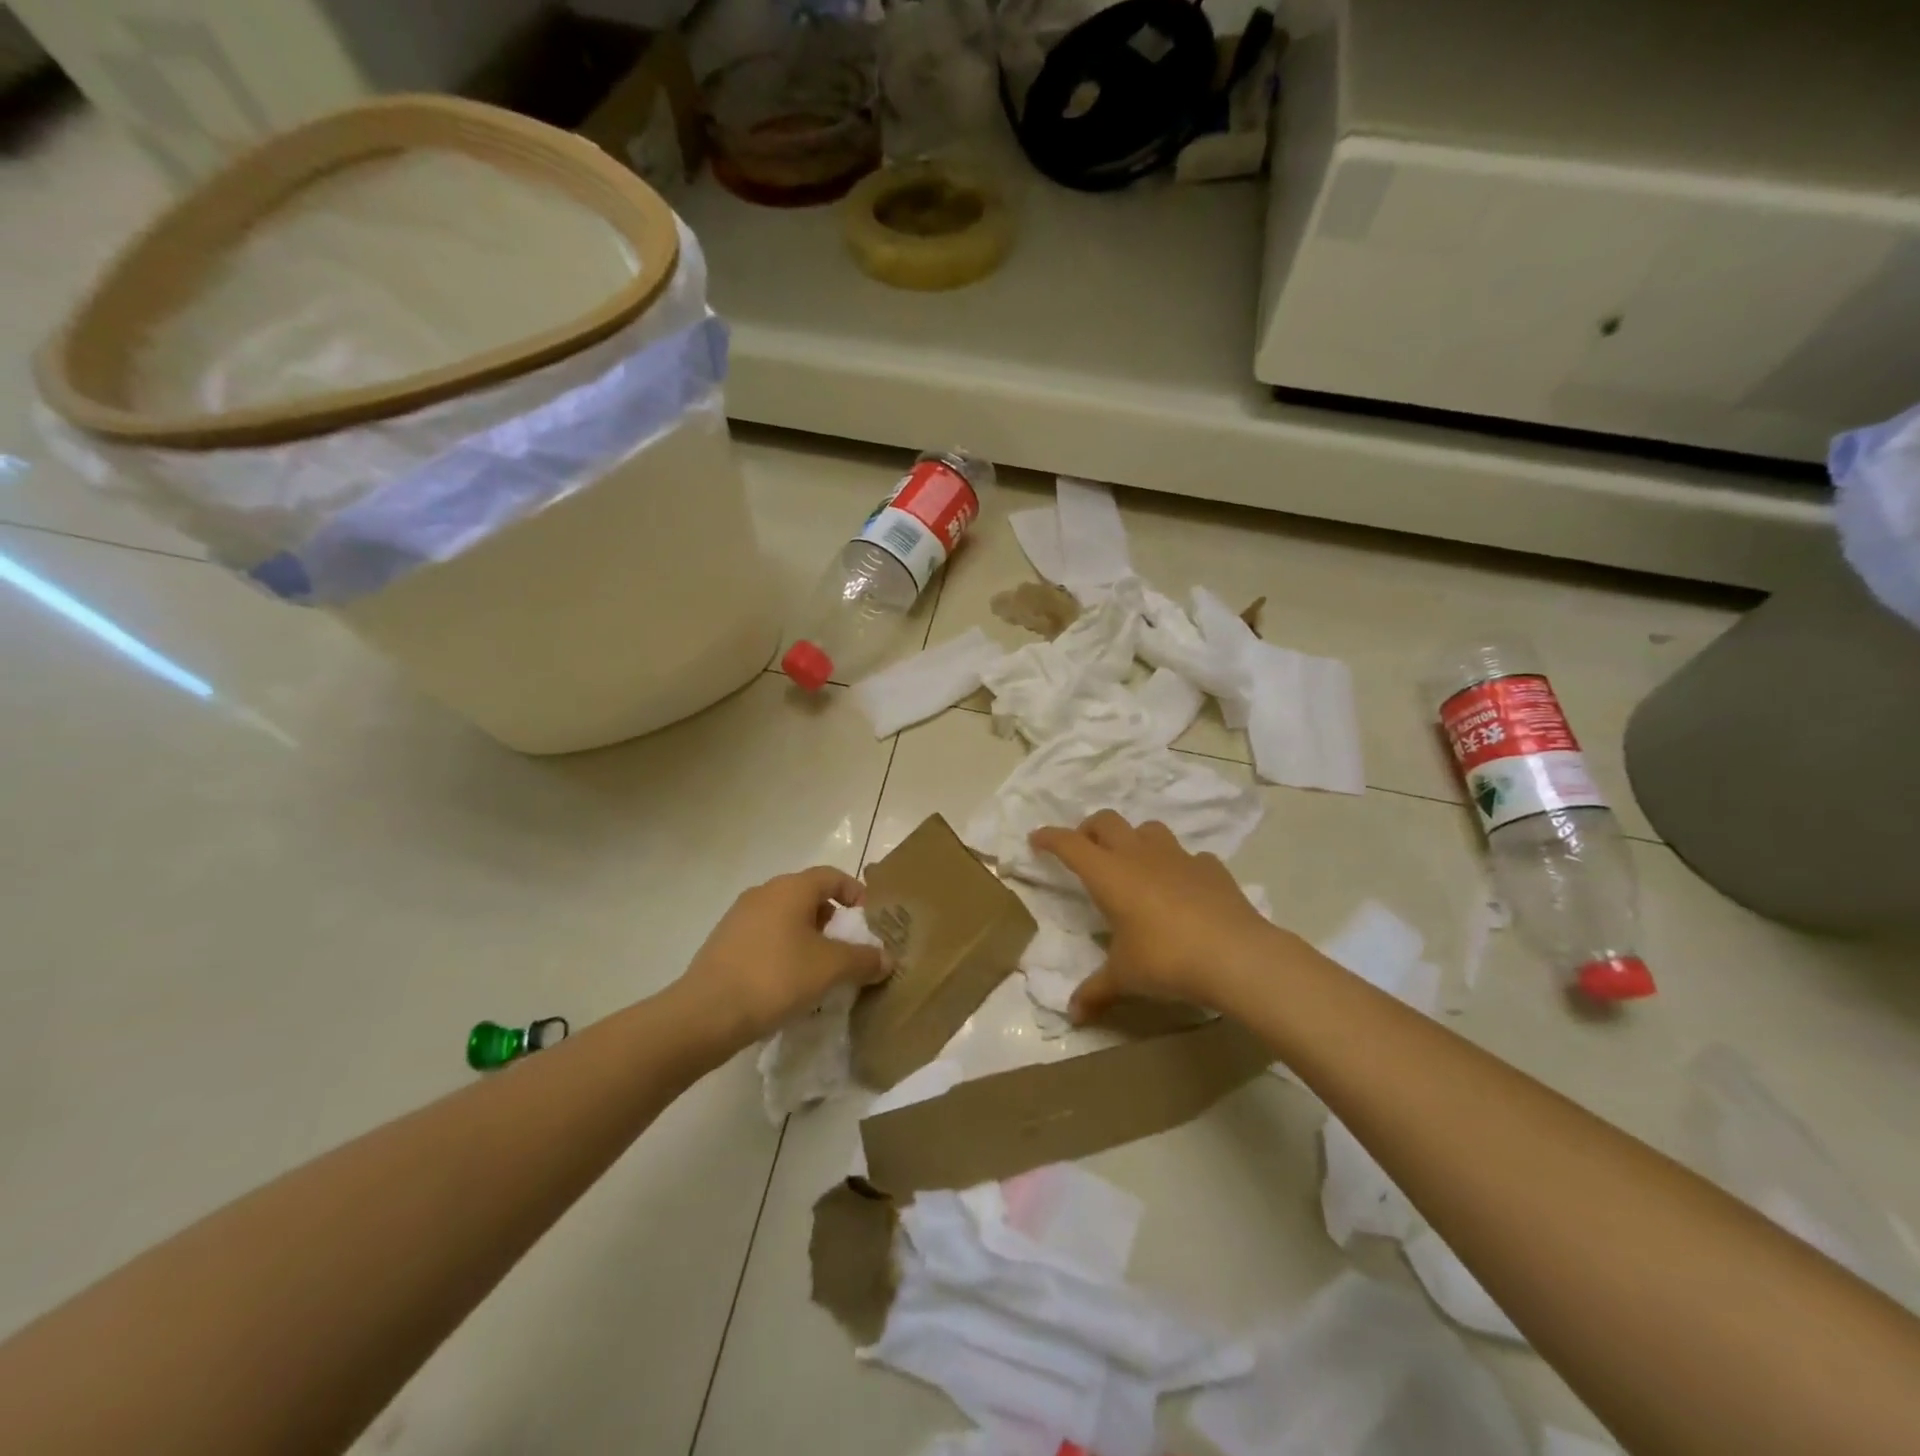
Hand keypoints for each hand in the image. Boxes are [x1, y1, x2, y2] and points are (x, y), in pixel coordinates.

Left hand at [678, 867, 889, 1046]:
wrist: (706, 1014)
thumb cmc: (776, 978)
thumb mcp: (831, 969)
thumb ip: (864, 960)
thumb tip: (886, 959)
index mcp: (791, 888)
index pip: (832, 876)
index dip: (856, 894)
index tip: (869, 921)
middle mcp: (764, 893)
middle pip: (809, 897)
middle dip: (833, 921)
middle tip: (848, 950)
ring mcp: (739, 917)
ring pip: (786, 919)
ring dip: (808, 938)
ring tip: (821, 971)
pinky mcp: (724, 943)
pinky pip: (766, 938)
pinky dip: (784, 952)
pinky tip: (789, 984)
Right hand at [1028, 811, 1293, 1022]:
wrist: (1235, 955)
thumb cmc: (1166, 960)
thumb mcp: (1125, 977)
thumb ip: (1096, 990)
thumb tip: (1073, 1014)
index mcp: (1109, 874)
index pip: (1070, 844)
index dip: (1050, 838)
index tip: (1037, 839)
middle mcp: (1139, 855)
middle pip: (1106, 821)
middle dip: (1089, 829)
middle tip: (1083, 849)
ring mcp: (1178, 857)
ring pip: (1148, 829)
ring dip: (1133, 839)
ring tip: (1132, 863)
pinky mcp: (1210, 867)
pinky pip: (1187, 855)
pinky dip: (1177, 865)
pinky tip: (1181, 886)